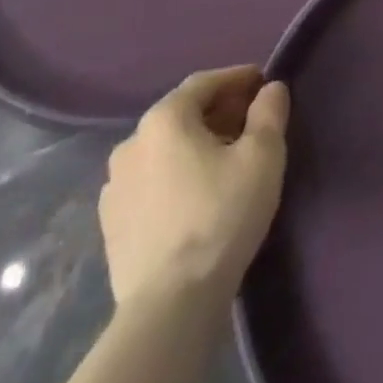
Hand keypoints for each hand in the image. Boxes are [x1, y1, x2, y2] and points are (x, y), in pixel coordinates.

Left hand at [99, 66, 289, 305]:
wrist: (170, 304)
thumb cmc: (221, 216)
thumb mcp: (262, 156)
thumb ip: (269, 113)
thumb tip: (271, 89)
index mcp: (164, 119)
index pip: (204, 82)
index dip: (237, 78)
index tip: (262, 82)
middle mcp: (131, 142)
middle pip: (182, 114)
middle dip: (218, 111)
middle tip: (250, 121)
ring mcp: (114, 186)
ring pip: (164, 150)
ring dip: (194, 145)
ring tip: (225, 160)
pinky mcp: (111, 224)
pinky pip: (150, 182)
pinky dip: (175, 176)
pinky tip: (195, 195)